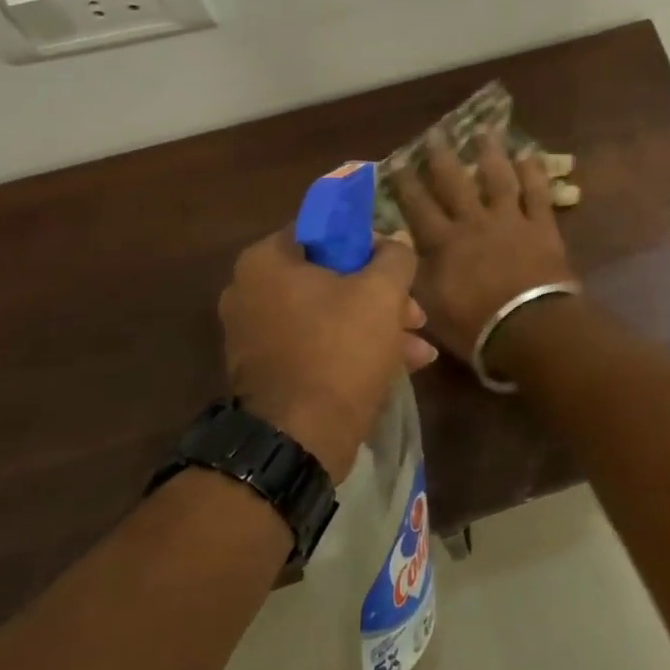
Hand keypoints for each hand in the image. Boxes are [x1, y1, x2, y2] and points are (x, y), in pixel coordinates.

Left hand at [218, 230, 436, 479]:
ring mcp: (255, 335)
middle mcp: (249, 292)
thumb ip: (395, 256)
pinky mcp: (267, 372)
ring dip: (377, 326)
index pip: (324, 229)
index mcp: (266, 261)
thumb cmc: (339, 350)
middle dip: (381, 295)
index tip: (398, 263)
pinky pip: (317, 345)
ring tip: (419, 348)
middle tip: (415, 313)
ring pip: (329, 315)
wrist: (300, 440)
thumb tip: (394, 242)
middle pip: (330, 277)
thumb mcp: (382, 293)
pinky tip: (402, 366)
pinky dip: (354, 350)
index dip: (369, 242)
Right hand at [391, 132, 577, 375]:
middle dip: (442, 158)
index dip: (406, 184)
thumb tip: (391, 250)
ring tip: (483, 132)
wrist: (529, 328)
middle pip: (454, 183)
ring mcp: (511, 221)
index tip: (397, 162)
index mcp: (444, 243)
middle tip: (435, 134)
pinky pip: (537, 193)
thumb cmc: (475, 326)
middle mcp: (474, 222)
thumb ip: (410, 275)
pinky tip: (529, 155)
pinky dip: (533, 173)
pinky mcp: (542, 227)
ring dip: (490, 154)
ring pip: (497, 179)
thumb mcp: (429, 306)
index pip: (418, 207)